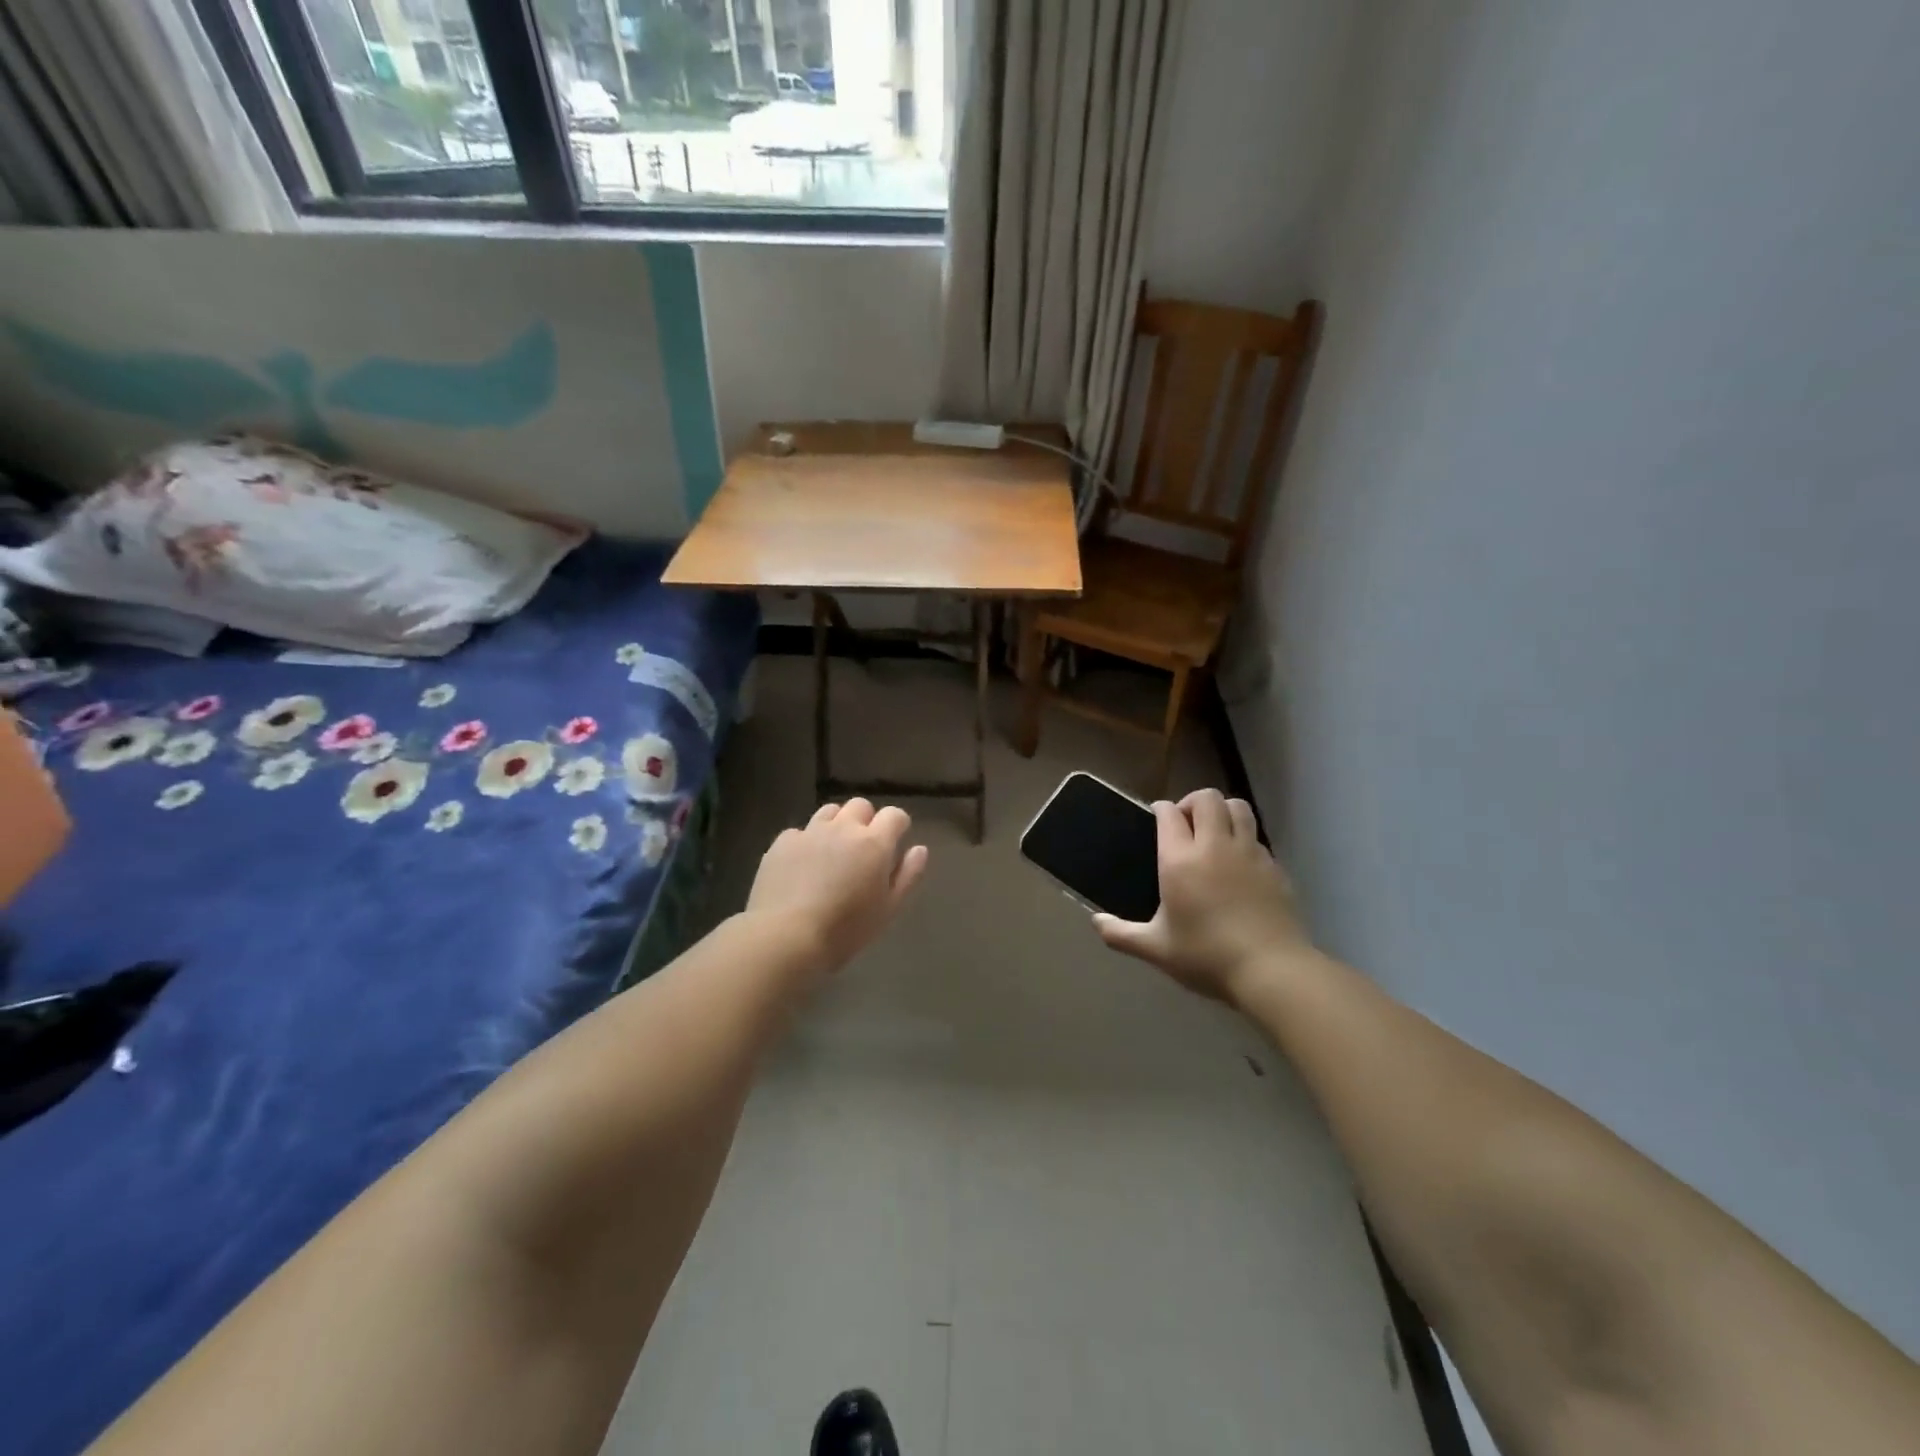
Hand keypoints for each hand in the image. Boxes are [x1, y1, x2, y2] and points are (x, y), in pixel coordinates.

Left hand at [746, 799, 929, 979]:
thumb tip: (919, 849)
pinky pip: (800, 832)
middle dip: (866, 821)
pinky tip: (801, 867)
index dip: (897, 826)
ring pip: (830, 811)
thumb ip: (908, 875)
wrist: (785, 937)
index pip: (894, 815)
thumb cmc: (845, 930)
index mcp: (874, 843)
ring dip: (836, 825)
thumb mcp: (888, 909)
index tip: (895, 843)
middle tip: (863, 849)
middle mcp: (844, 828)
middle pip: (861, 806)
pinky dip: (806, 842)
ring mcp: (810, 831)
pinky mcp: (782, 842)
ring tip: (832, 852)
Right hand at [1094, 789, 1312, 1004]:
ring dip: (1222, 811)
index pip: (1169, 813)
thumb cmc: (1206, 956)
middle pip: (1206, 798)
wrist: (1271, 970)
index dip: (1161, 810)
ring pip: (1238, 807)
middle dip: (1192, 802)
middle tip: (1185, 826)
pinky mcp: (1274, 867)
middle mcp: (1215, 846)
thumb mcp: (1156, 950)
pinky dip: (1244, 839)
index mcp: (1180, 859)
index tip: (1156, 819)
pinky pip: (1256, 837)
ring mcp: (1249, 853)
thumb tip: (1095, 923)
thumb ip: (1121, 934)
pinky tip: (1238, 865)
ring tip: (1214, 834)